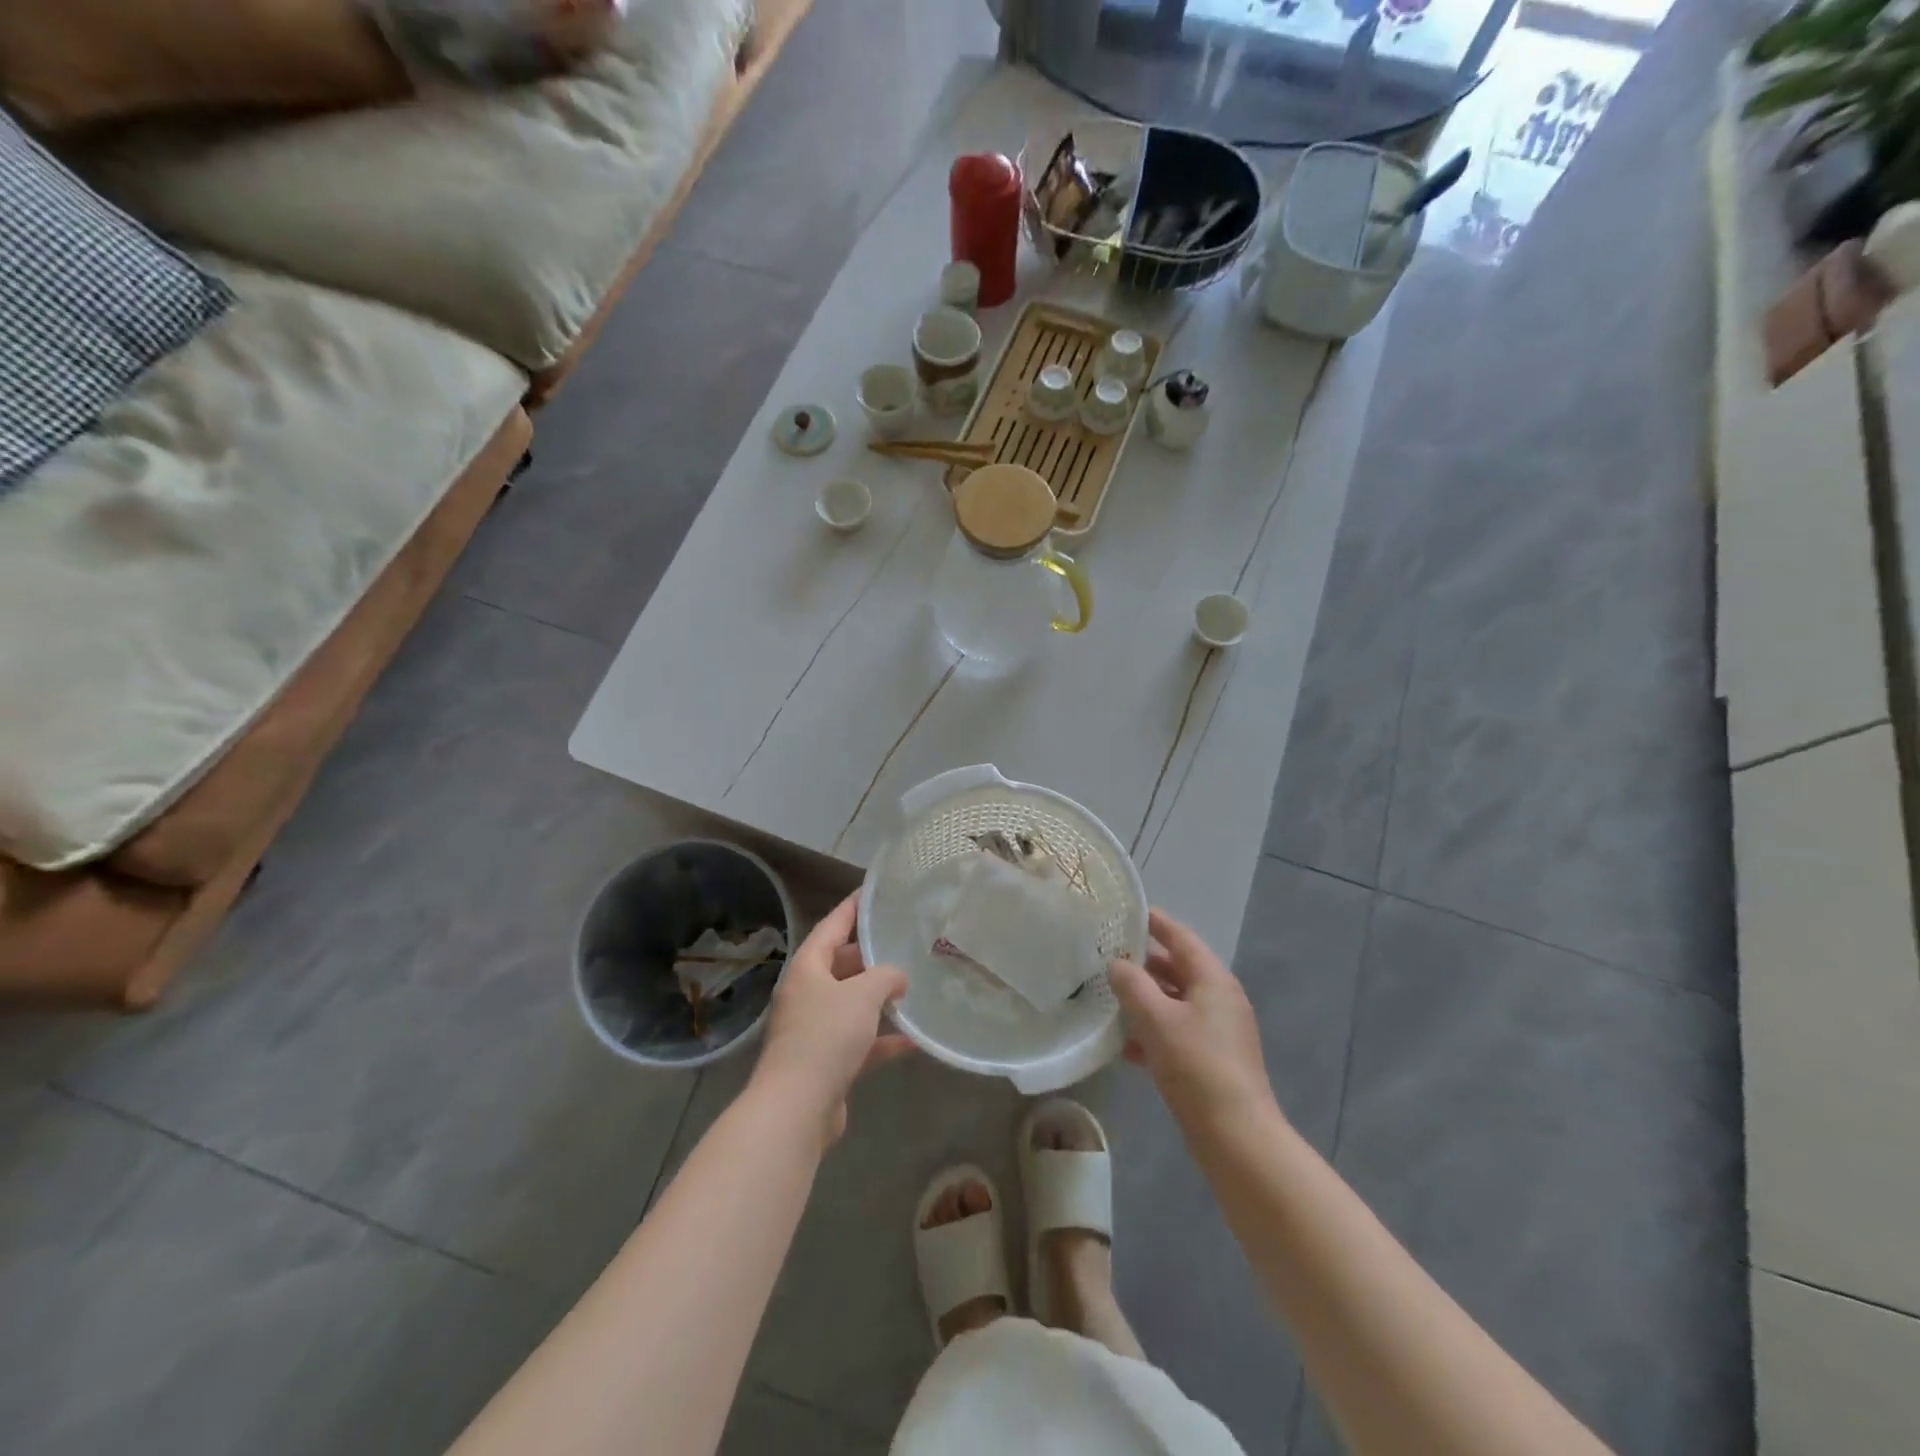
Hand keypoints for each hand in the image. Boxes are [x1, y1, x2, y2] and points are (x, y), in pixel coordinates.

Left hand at [752, 890, 911, 1145]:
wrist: (796, 1108)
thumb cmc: (826, 1037)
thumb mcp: (863, 995)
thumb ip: (886, 977)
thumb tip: (897, 978)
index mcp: (807, 969)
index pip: (832, 926)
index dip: (852, 908)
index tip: (871, 891)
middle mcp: (807, 995)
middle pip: (840, 965)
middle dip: (870, 957)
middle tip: (902, 944)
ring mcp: (814, 1030)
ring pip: (850, 1004)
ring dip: (877, 999)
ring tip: (911, 987)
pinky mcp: (825, 1063)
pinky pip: (859, 1042)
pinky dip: (882, 1040)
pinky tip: (913, 1041)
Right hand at [1107, 908, 1274, 1129]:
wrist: (1236, 1136)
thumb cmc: (1197, 1065)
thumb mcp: (1157, 1018)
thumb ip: (1133, 985)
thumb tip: (1117, 964)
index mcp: (1213, 980)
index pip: (1180, 938)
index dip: (1155, 922)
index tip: (1127, 911)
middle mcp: (1219, 999)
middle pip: (1177, 969)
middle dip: (1143, 962)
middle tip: (1105, 954)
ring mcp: (1217, 1032)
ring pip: (1174, 1003)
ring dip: (1144, 999)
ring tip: (1107, 994)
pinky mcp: (1210, 1061)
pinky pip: (1176, 1033)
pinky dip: (1151, 1032)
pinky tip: (1123, 1045)